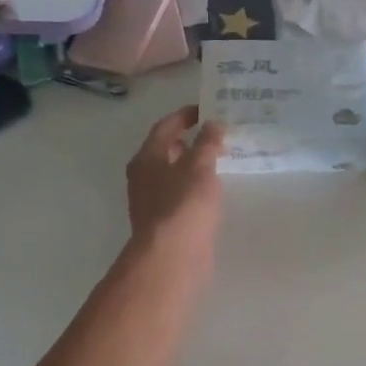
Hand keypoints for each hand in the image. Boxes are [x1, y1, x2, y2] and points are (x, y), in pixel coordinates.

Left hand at [126, 106, 225, 264]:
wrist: (173, 256)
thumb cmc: (184, 204)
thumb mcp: (200, 166)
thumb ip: (208, 143)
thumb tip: (214, 124)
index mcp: (147, 158)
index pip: (165, 127)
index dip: (185, 116)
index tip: (207, 109)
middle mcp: (144, 177)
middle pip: (167, 151)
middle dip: (191, 141)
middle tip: (218, 135)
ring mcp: (152, 202)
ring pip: (175, 175)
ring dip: (194, 166)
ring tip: (221, 161)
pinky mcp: (165, 223)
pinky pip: (181, 196)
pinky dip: (196, 188)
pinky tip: (214, 191)